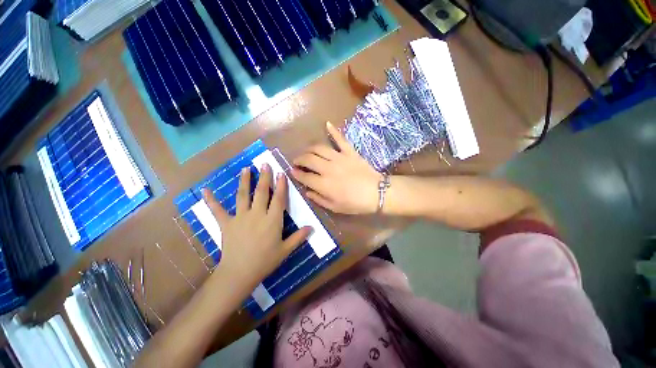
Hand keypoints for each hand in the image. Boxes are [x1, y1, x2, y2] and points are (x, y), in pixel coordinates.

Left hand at [202, 165, 310, 292]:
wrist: (239, 273)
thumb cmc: (265, 261)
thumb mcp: (285, 250)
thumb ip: (299, 237)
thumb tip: (312, 227)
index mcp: (272, 220)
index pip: (278, 198)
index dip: (281, 185)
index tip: (281, 173)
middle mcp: (257, 214)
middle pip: (262, 192)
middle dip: (264, 177)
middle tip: (265, 164)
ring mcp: (240, 217)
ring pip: (243, 195)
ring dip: (245, 181)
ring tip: (245, 169)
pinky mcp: (226, 223)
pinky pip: (217, 210)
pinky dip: (211, 200)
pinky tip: (205, 190)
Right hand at [292, 122, 381, 214]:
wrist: (377, 193)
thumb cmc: (355, 203)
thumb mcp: (335, 207)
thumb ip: (319, 199)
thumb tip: (307, 191)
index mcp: (324, 184)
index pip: (304, 176)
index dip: (296, 173)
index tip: (293, 172)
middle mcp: (328, 168)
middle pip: (308, 159)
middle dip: (299, 159)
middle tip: (297, 162)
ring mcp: (339, 157)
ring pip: (319, 148)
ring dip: (309, 148)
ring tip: (307, 151)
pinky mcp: (349, 152)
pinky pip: (340, 139)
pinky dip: (333, 131)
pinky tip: (327, 124)